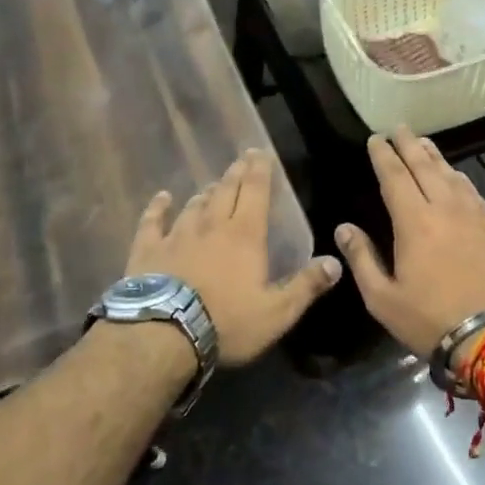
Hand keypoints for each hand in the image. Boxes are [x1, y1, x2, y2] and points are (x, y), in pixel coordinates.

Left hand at [125, 149, 340, 367]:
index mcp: (245, 235)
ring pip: (195, 205)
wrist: (163, 333)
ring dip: (206, 193)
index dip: (259, 170)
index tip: (260, 151)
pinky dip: (159, 207)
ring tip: (213, 185)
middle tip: (241, 159)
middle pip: (225, 191)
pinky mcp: (148, 249)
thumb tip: (336, 262)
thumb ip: (306, 286)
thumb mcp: (277, 312)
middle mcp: (211, 225)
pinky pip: (153, 221)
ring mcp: (177, 235)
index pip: (255, 191)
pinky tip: (162, 198)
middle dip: (236, 173)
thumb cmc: (226, 323)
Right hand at [334, 127, 484, 358]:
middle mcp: (446, 208)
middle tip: (399, 127)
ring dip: (435, 157)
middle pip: (425, 166)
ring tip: (424, 144)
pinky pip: (474, 193)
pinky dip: (460, 179)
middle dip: (409, 145)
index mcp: (414, 222)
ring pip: (453, 175)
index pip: (394, 177)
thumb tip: (344, 228)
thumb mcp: (383, 299)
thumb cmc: (431, 320)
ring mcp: (477, 216)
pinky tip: (457, 178)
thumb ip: (362, 259)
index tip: (376, 138)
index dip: (383, 155)